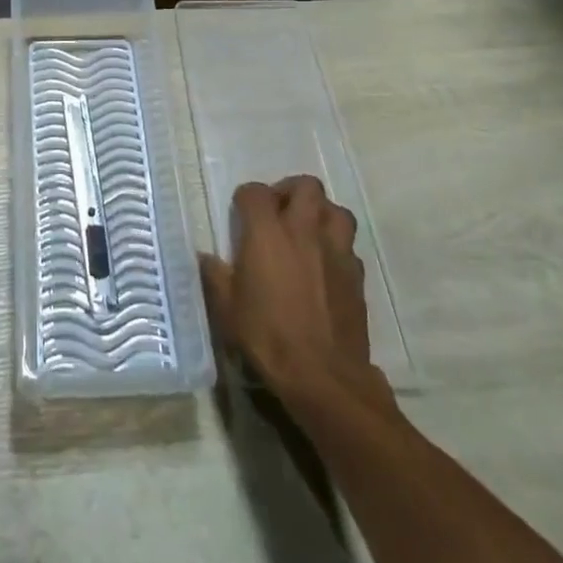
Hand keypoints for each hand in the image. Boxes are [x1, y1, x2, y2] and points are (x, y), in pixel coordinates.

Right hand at [199, 176, 389, 413]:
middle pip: (306, 186)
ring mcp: (335, 250)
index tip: (241, 215)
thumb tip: (205, 257)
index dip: (246, 199)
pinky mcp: (357, 276)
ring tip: (308, 232)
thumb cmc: (268, 337)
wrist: (324, 377)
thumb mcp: (228, 309)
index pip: (256, 192)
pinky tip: (326, 267)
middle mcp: (303, 230)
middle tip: (279, 213)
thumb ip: (215, 276)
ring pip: (336, 210)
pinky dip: (337, 248)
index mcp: (267, 231)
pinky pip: (349, 246)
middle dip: (291, 191)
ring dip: (321, 214)